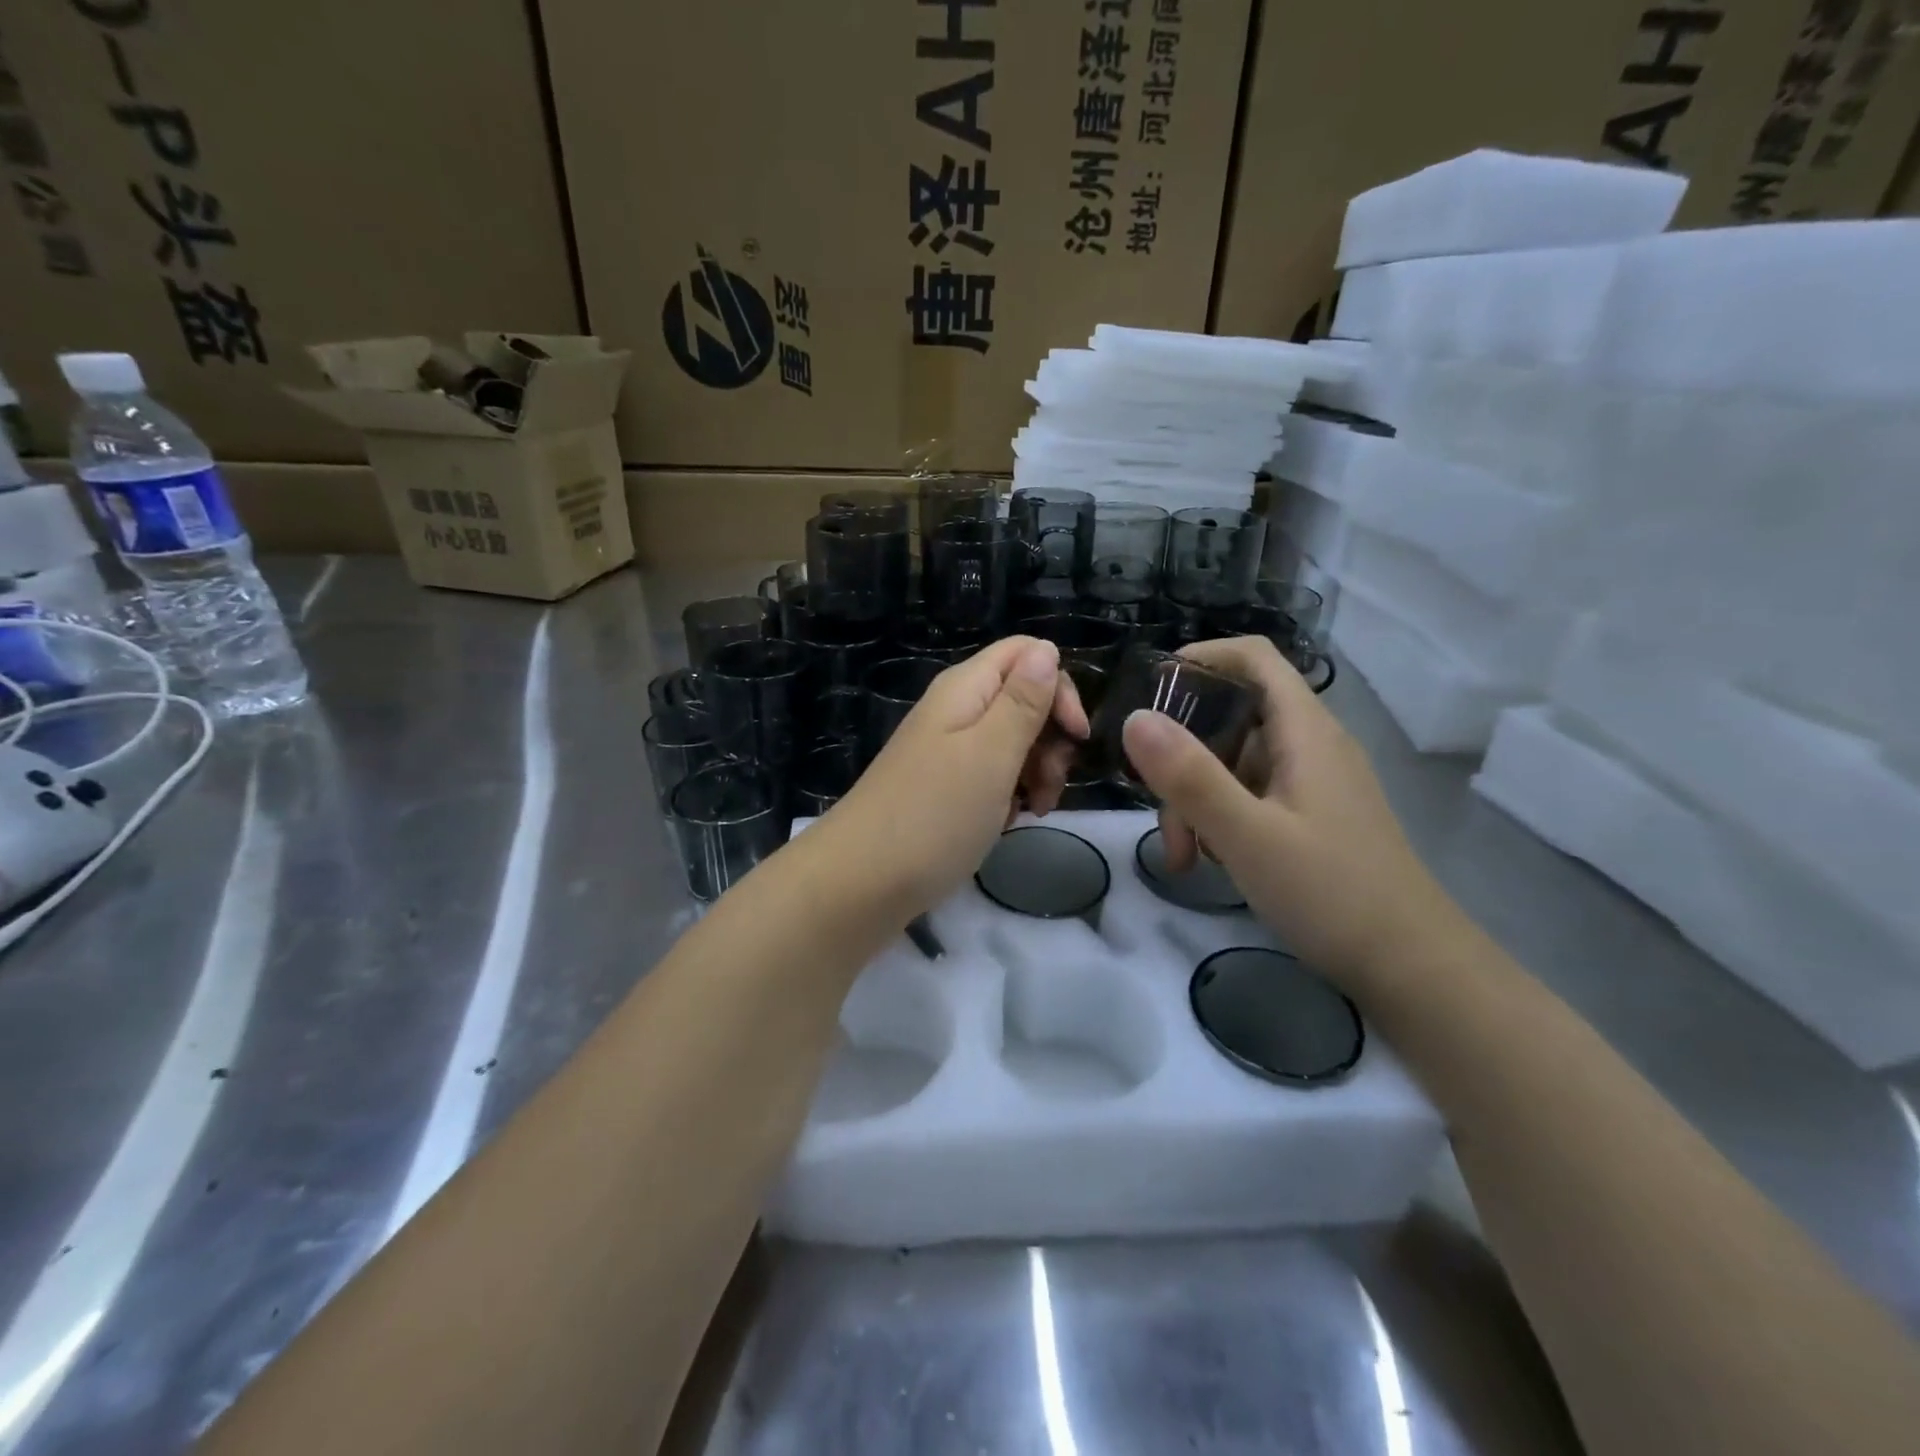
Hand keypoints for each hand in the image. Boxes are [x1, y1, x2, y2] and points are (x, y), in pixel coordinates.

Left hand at [827, 636, 1087, 915]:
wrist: (862, 883)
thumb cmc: (934, 815)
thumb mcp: (991, 754)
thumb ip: (1022, 701)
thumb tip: (1046, 647)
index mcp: (965, 689)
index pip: (1026, 654)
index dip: (1058, 687)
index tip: (1075, 736)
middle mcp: (956, 711)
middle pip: (1023, 699)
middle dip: (1051, 738)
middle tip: (1050, 783)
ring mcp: (948, 751)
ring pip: (1013, 741)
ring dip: (1035, 771)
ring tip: (1032, 810)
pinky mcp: (945, 788)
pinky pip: (992, 775)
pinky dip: (1009, 795)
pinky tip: (1008, 822)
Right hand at [1120, 636, 1463, 987]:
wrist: (1414, 970)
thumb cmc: (1332, 894)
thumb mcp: (1248, 836)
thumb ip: (1190, 776)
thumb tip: (1134, 718)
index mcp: (1304, 731)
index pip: (1252, 657)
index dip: (1200, 658)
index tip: (1149, 691)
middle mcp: (1310, 745)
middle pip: (1231, 717)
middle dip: (1183, 756)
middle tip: (1157, 809)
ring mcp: (1311, 783)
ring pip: (1234, 763)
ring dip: (1196, 799)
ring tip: (1183, 857)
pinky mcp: (1310, 818)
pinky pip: (1250, 796)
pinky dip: (1220, 819)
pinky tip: (1211, 862)